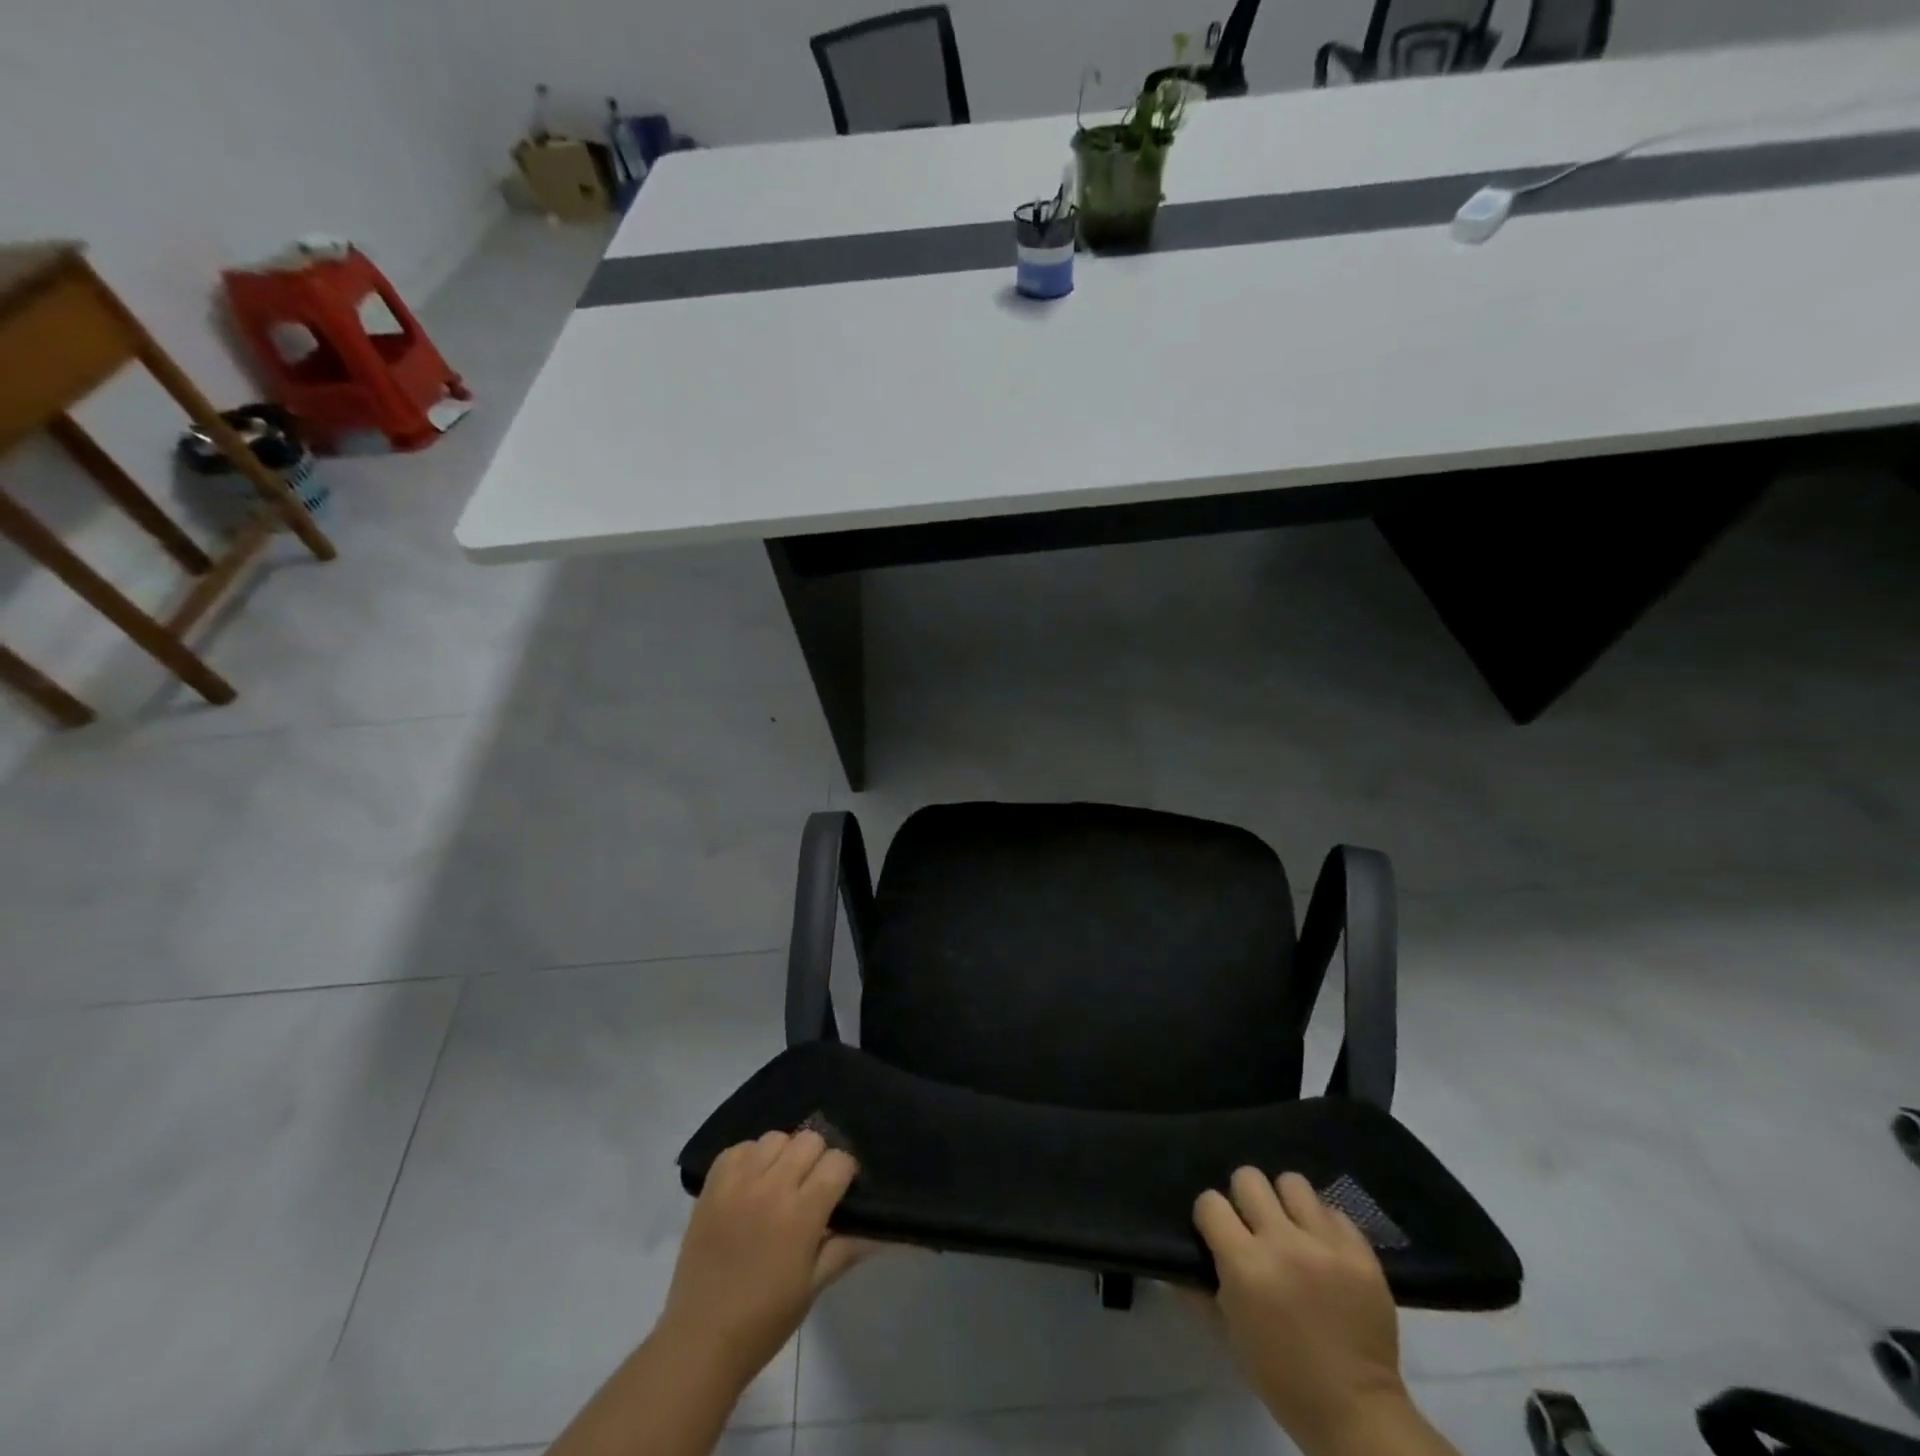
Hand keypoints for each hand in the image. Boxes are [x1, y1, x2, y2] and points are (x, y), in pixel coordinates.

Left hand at [659, 1130, 873, 1394]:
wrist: (699, 1340)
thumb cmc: (764, 1321)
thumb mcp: (813, 1287)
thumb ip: (846, 1248)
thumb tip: (879, 1229)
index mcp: (801, 1214)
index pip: (838, 1162)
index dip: (845, 1173)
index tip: (841, 1191)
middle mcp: (772, 1187)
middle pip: (809, 1140)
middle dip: (818, 1159)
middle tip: (811, 1187)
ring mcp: (738, 1182)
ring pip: (775, 1138)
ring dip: (784, 1154)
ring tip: (779, 1182)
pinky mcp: (712, 1185)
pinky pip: (739, 1148)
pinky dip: (750, 1158)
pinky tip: (751, 1183)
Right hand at [1194, 1169, 1409, 1455]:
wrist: (1357, 1413)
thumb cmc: (1283, 1378)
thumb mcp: (1230, 1335)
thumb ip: (1203, 1289)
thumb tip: (1180, 1261)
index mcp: (1245, 1265)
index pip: (1210, 1202)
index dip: (1210, 1215)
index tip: (1217, 1232)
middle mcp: (1283, 1243)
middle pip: (1249, 1178)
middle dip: (1245, 1199)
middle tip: (1254, 1225)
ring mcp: (1326, 1245)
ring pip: (1293, 1183)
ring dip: (1287, 1203)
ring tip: (1292, 1228)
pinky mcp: (1361, 1253)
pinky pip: (1334, 1212)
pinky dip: (1324, 1226)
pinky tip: (1324, 1250)